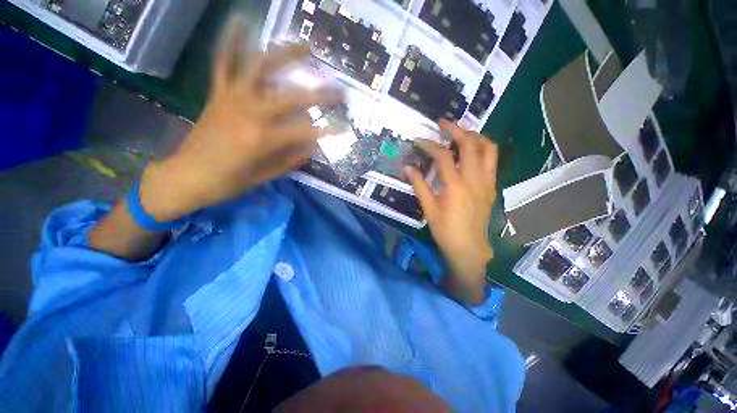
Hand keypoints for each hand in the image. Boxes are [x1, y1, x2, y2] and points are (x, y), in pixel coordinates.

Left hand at [138, 21, 341, 221]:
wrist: (186, 176)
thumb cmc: (228, 182)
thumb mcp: (265, 177)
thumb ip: (290, 159)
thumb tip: (312, 146)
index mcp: (262, 139)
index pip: (305, 132)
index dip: (327, 131)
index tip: (343, 128)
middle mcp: (250, 113)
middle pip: (292, 97)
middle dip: (320, 94)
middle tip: (340, 90)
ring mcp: (232, 99)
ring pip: (260, 68)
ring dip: (285, 54)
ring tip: (306, 47)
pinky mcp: (218, 94)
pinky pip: (223, 63)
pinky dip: (231, 41)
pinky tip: (241, 20)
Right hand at [406, 120, 497, 304]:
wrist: (469, 248)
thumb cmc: (446, 231)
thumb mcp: (428, 209)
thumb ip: (419, 186)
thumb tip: (408, 168)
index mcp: (456, 186)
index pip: (443, 156)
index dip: (429, 145)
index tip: (418, 140)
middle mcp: (474, 179)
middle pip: (470, 144)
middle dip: (456, 129)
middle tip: (443, 123)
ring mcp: (487, 182)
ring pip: (488, 148)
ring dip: (474, 135)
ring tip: (461, 132)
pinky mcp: (491, 186)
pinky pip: (492, 160)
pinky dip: (482, 148)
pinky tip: (471, 151)